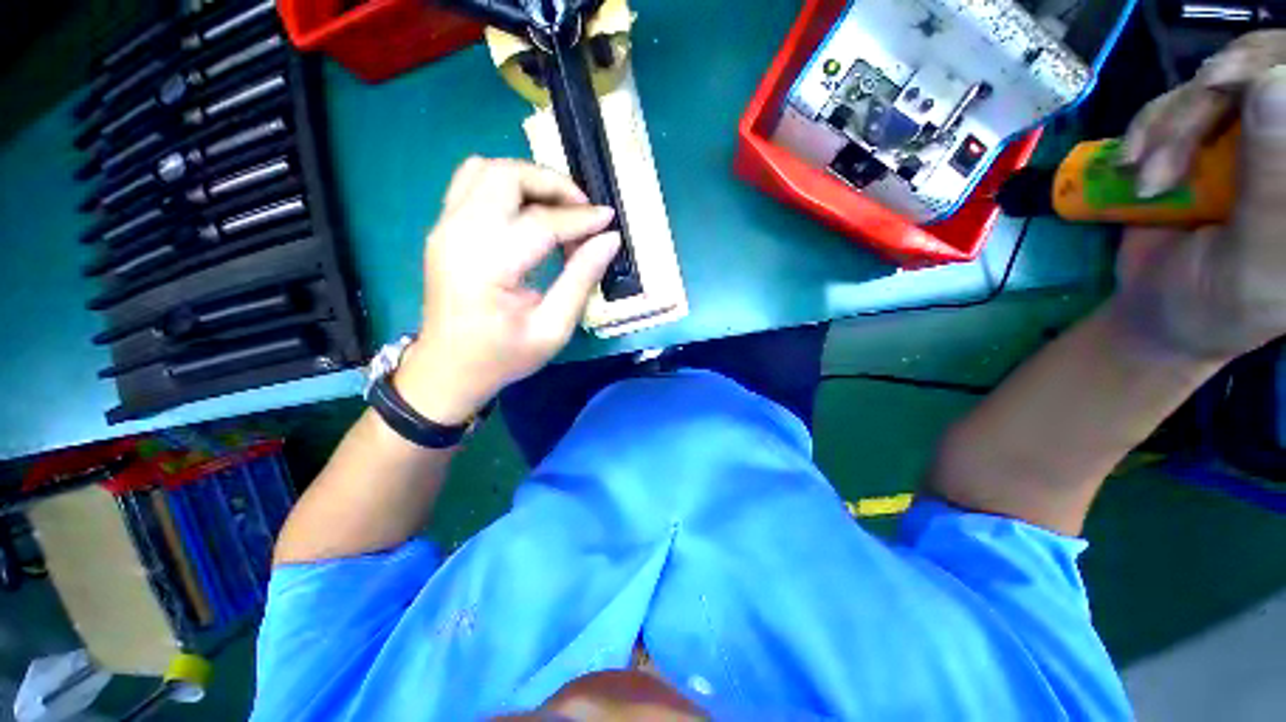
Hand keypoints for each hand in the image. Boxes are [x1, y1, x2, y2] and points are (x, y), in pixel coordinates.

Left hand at [395, 157, 620, 424]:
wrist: (447, 369)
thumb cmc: (502, 357)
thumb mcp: (552, 329)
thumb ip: (581, 280)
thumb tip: (609, 240)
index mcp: (486, 266)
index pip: (540, 222)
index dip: (580, 218)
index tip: (609, 220)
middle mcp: (458, 234)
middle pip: (506, 176)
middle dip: (552, 183)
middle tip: (583, 210)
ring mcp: (444, 227)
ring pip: (486, 169)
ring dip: (529, 180)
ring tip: (559, 208)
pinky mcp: (443, 228)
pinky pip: (472, 183)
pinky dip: (507, 185)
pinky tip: (529, 212)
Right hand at [1114, 34, 1285, 361]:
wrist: (1159, 310)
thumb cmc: (1216, 303)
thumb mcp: (1251, 259)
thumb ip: (1272, 187)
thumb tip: (1274, 84)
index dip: (1271, 67)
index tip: (1218, 86)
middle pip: (1263, 71)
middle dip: (1205, 104)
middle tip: (1165, 152)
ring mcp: (1251, 136)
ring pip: (1216, 82)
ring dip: (1168, 126)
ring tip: (1145, 180)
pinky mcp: (1207, 139)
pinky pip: (1178, 100)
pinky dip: (1149, 126)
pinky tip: (1132, 162)